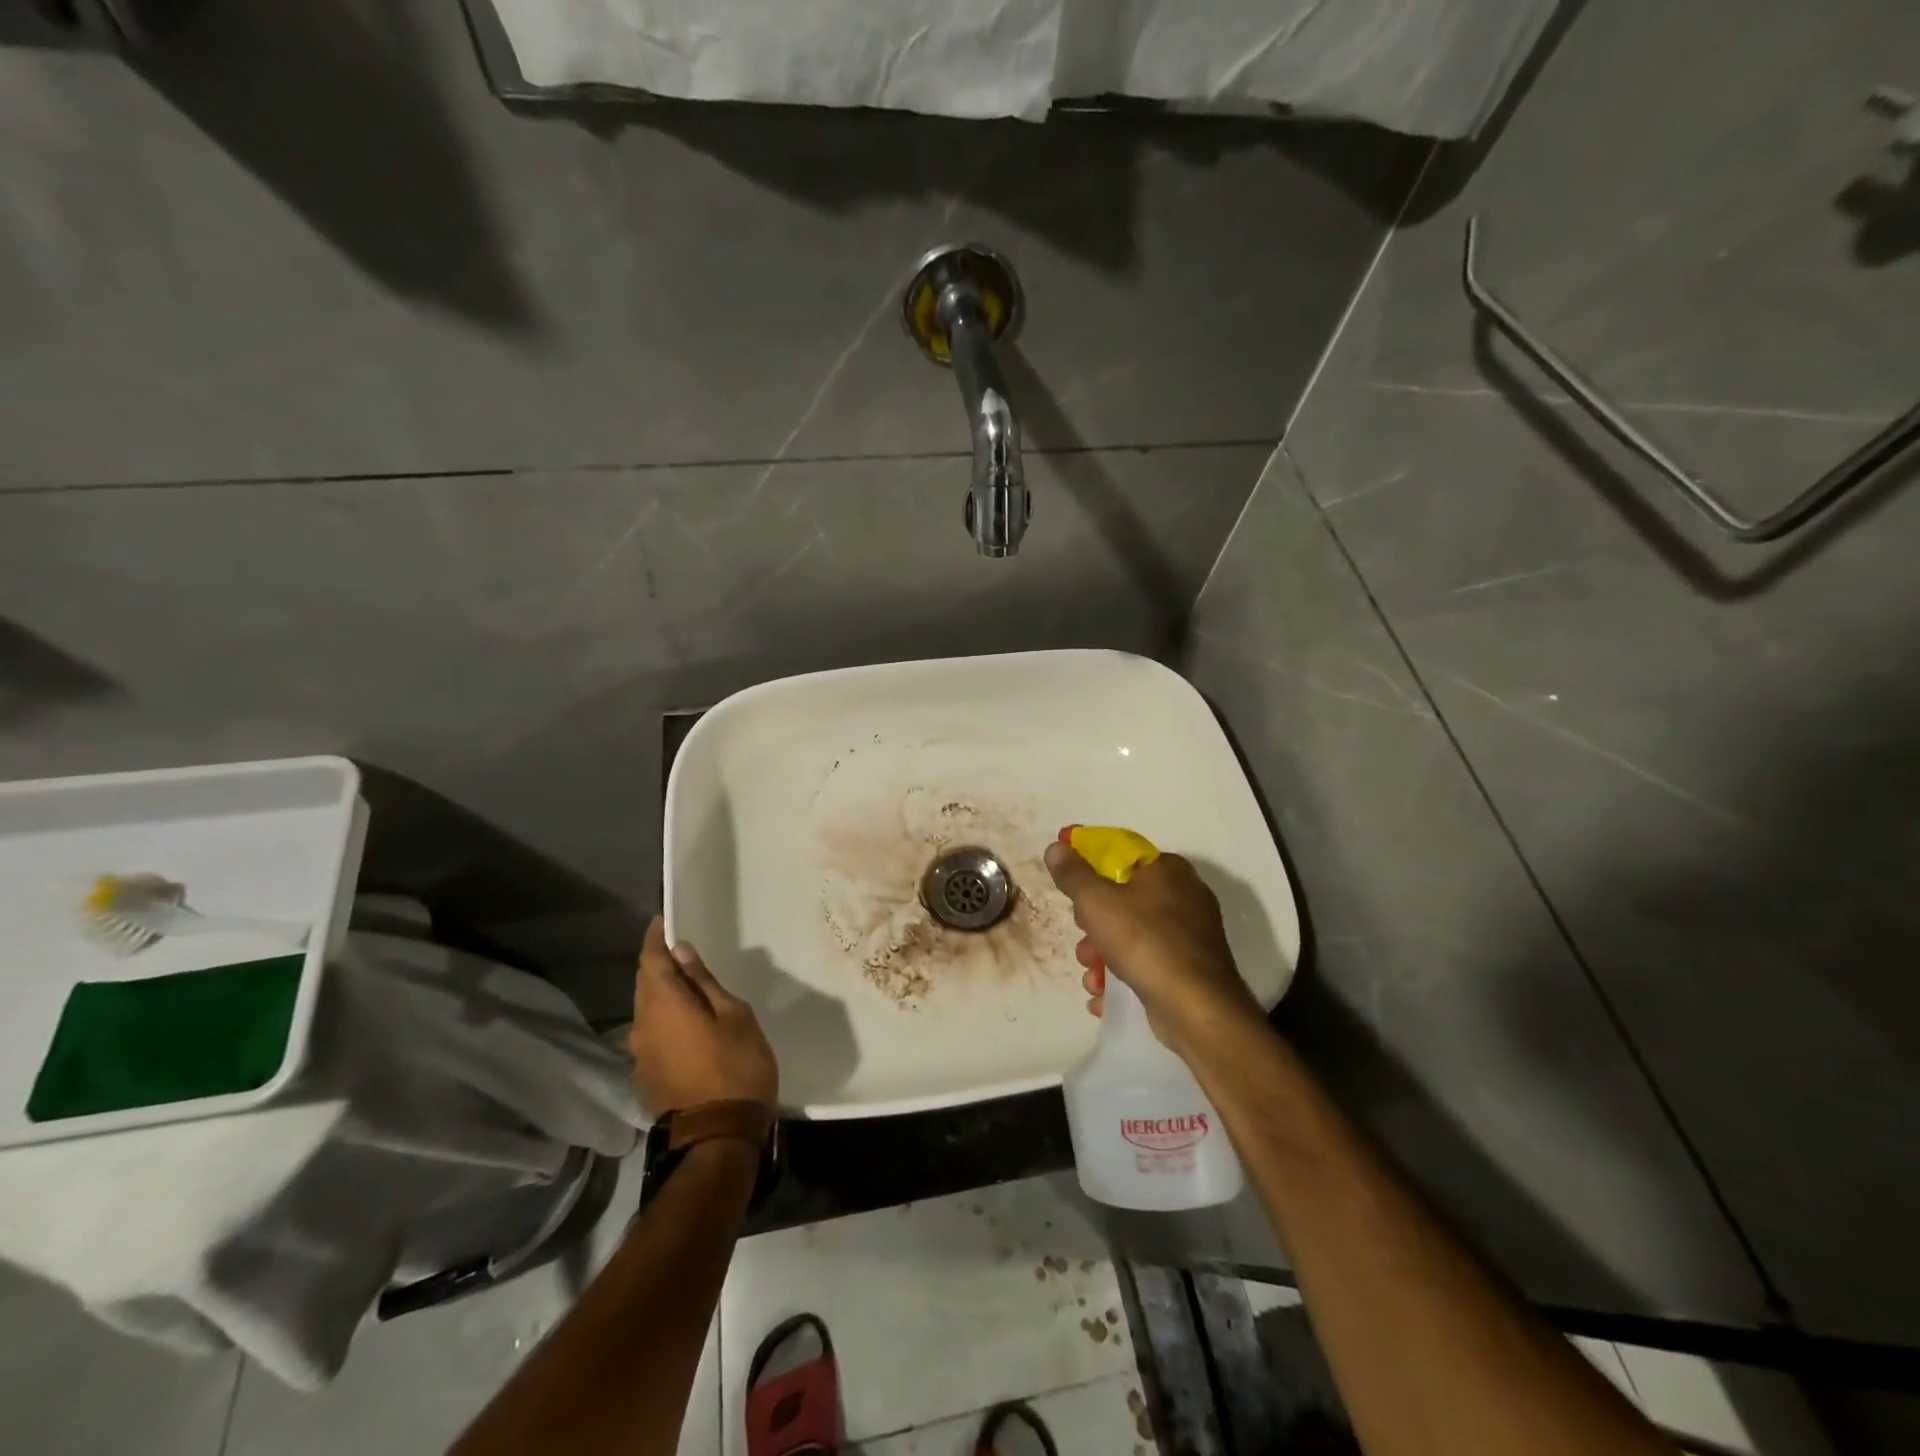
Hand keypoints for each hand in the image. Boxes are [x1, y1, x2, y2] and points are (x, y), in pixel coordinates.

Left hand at [629, 917, 778, 1113]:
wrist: (719, 1136)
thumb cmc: (736, 1066)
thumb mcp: (733, 1015)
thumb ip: (704, 983)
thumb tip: (681, 952)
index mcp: (664, 1005)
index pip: (651, 961)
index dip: (655, 939)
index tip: (662, 922)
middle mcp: (642, 1026)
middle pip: (644, 985)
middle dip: (657, 965)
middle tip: (680, 953)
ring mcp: (640, 1056)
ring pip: (645, 1012)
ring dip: (660, 995)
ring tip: (686, 987)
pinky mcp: (645, 1077)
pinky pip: (650, 1036)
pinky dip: (663, 1021)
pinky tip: (684, 1025)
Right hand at [1044, 836, 1263, 1053]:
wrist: (1195, 1007)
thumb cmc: (1144, 941)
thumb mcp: (1096, 901)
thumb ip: (1073, 873)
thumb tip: (1057, 847)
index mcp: (1167, 869)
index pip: (1120, 854)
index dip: (1088, 866)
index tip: (1067, 885)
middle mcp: (1184, 895)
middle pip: (1123, 898)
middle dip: (1093, 923)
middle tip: (1082, 937)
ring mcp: (1190, 934)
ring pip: (1132, 934)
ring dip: (1102, 955)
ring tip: (1091, 976)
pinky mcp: (1190, 968)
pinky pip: (1148, 962)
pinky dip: (1124, 975)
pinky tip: (1104, 994)